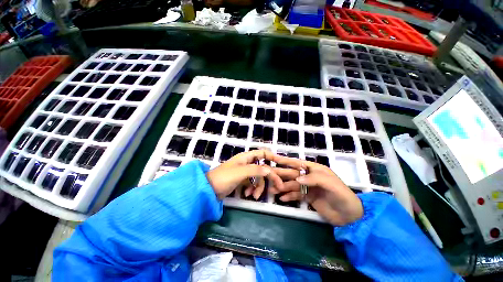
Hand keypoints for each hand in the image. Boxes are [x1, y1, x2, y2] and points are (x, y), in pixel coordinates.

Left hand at [206, 149, 282, 199]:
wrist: (209, 189)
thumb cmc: (224, 177)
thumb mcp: (240, 172)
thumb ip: (255, 170)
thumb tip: (269, 170)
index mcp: (246, 157)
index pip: (262, 153)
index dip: (272, 156)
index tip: (280, 163)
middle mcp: (247, 163)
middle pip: (263, 168)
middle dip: (269, 177)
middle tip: (278, 187)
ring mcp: (245, 173)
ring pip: (258, 178)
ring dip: (259, 187)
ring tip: (254, 196)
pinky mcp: (242, 181)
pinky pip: (252, 184)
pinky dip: (252, 189)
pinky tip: (248, 195)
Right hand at [272, 155, 362, 225]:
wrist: (350, 217)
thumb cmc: (342, 196)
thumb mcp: (331, 185)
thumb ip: (314, 179)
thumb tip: (297, 179)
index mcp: (315, 170)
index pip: (298, 163)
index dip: (286, 161)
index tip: (274, 159)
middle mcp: (310, 177)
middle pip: (292, 174)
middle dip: (281, 175)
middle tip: (268, 176)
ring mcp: (308, 187)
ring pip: (292, 185)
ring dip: (282, 187)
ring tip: (272, 190)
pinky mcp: (308, 197)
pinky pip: (296, 195)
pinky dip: (289, 196)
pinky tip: (281, 198)